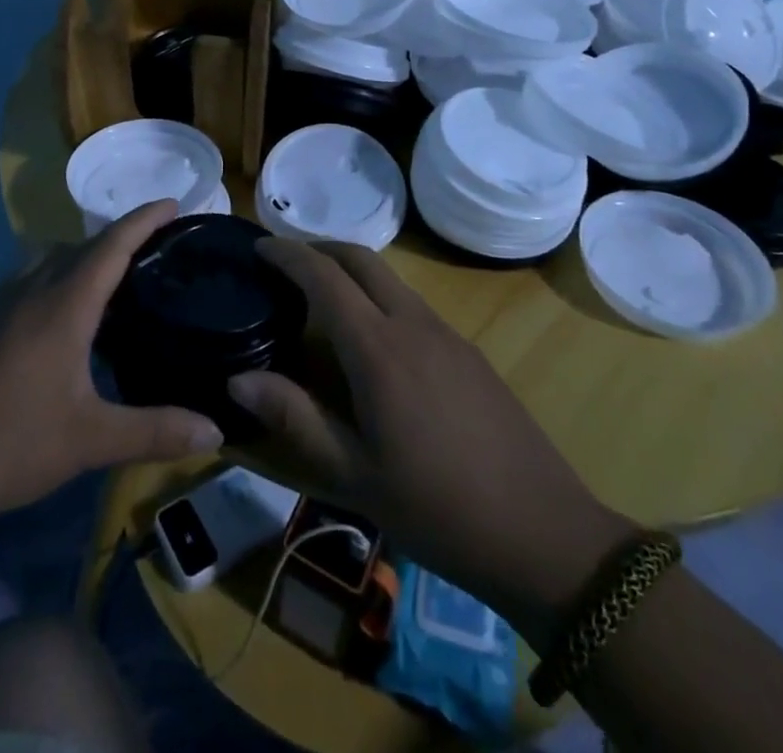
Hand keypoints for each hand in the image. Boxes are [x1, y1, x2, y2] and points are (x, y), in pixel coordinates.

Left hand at [0, 200, 224, 526]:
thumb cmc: (11, 444)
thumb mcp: (91, 440)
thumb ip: (156, 432)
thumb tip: (216, 432)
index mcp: (63, 305)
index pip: (111, 245)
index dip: (144, 219)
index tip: (173, 202)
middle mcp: (30, 290)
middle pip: (81, 246)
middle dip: (118, 238)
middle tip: (154, 249)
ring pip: (48, 258)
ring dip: (82, 255)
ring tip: (111, 280)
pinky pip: (27, 277)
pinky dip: (55, 275)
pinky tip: (61, 314)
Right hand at [229, 238, 632, 644]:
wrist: (545, 536)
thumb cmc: (437, 508)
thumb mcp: (353, 474)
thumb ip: (294, 418)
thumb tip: (237, 379)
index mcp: (379, 348)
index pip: (324, 276)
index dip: (288, 254)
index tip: (258, 247)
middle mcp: (413, 324)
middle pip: (361, 258)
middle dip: (319, 248)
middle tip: (285, 263)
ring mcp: (447, 335)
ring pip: (389, 279)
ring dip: (351, 271)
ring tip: (321, 300)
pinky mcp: (469, 352)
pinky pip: (412, 303)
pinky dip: (378, 297)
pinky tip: (372, 342)